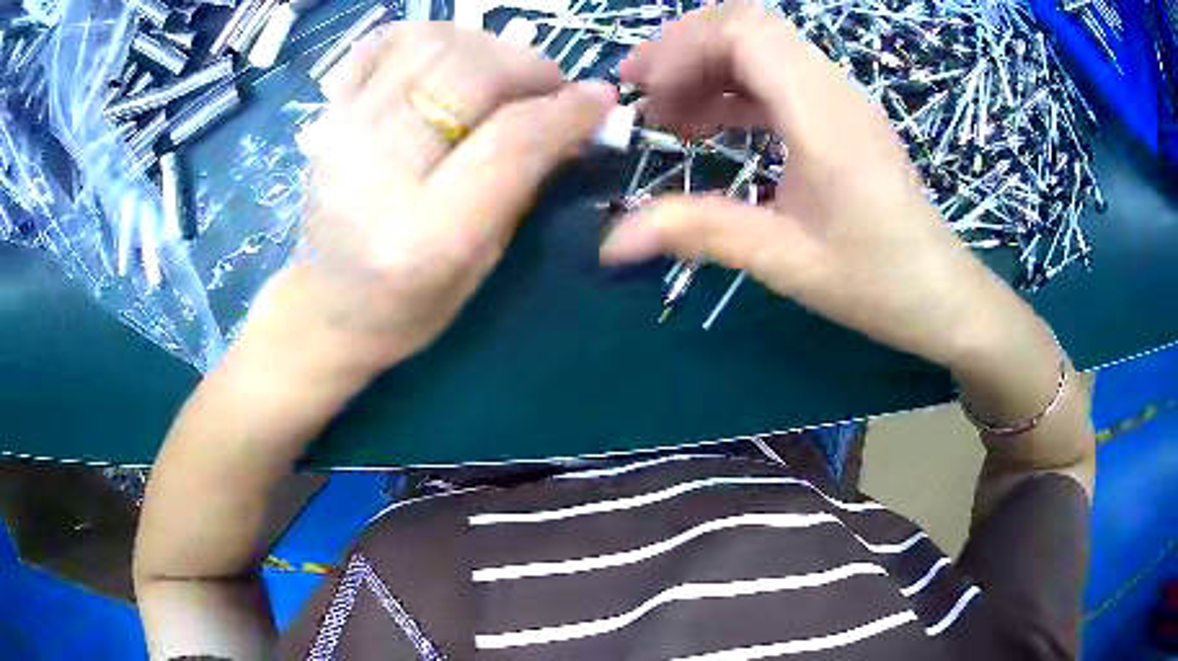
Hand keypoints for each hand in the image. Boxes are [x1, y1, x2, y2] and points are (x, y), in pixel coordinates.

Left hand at [272, 23, 614, 373]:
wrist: (326, 308)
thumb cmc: (409, 306)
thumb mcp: (482, 264)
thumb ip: (527, 183)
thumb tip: (576, 117)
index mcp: (425, 235)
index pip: (511, 142)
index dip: (566, 111)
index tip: (600, 100)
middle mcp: (378, 174)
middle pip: (468, 76)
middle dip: (527, 68)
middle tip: (548, 87)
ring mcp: (343, 136)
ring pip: (429, 44)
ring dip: (483, 45)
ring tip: (500, 72)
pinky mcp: (328, 117)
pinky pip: (381, 44)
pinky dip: (427, 37)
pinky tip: (448, 61)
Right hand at [602, 4, 1039, 369]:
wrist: (942, 296)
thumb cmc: (877, 282)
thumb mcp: (786, 261)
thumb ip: (700, 233)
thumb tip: (612, 241)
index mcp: (823, 114)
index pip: (744, 30)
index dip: (682, 48)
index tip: (644, 97)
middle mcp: (833, 89)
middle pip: (747, 24)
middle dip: (684, 50)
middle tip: (642, 98)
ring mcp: (840, 99)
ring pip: (762, 46)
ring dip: (706, 67)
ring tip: (668, 115)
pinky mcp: (841, 116)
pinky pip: (778, 77)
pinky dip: (734, 88)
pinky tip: (710, 125)